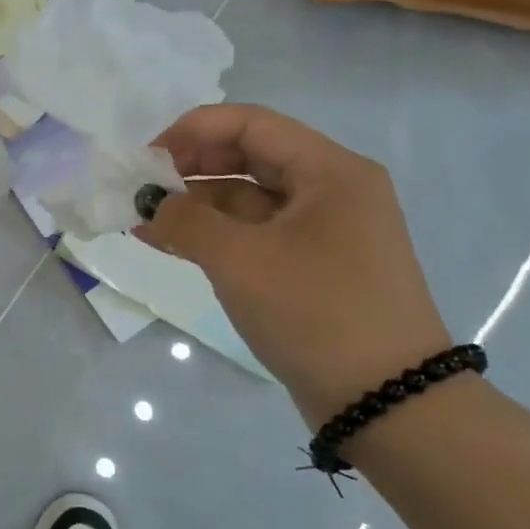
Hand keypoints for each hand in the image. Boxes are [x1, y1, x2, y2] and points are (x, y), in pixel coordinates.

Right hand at [137, 103, 452, 429]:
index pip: (250, 123)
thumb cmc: (316, 313)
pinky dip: (215, 236)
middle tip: (142, 188)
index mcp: (330, 171)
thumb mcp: (240, 260)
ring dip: (196, 205)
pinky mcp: (314, 267)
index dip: (192, 131)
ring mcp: (324, 231)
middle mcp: (332, 191)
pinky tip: (169, 243)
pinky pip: (256, 234)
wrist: (387, 404)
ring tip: (143, 220)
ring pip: (248, 199)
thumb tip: (149, 203)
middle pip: (249, 157)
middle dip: (190, 168)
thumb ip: (186, 220)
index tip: (146, 156)